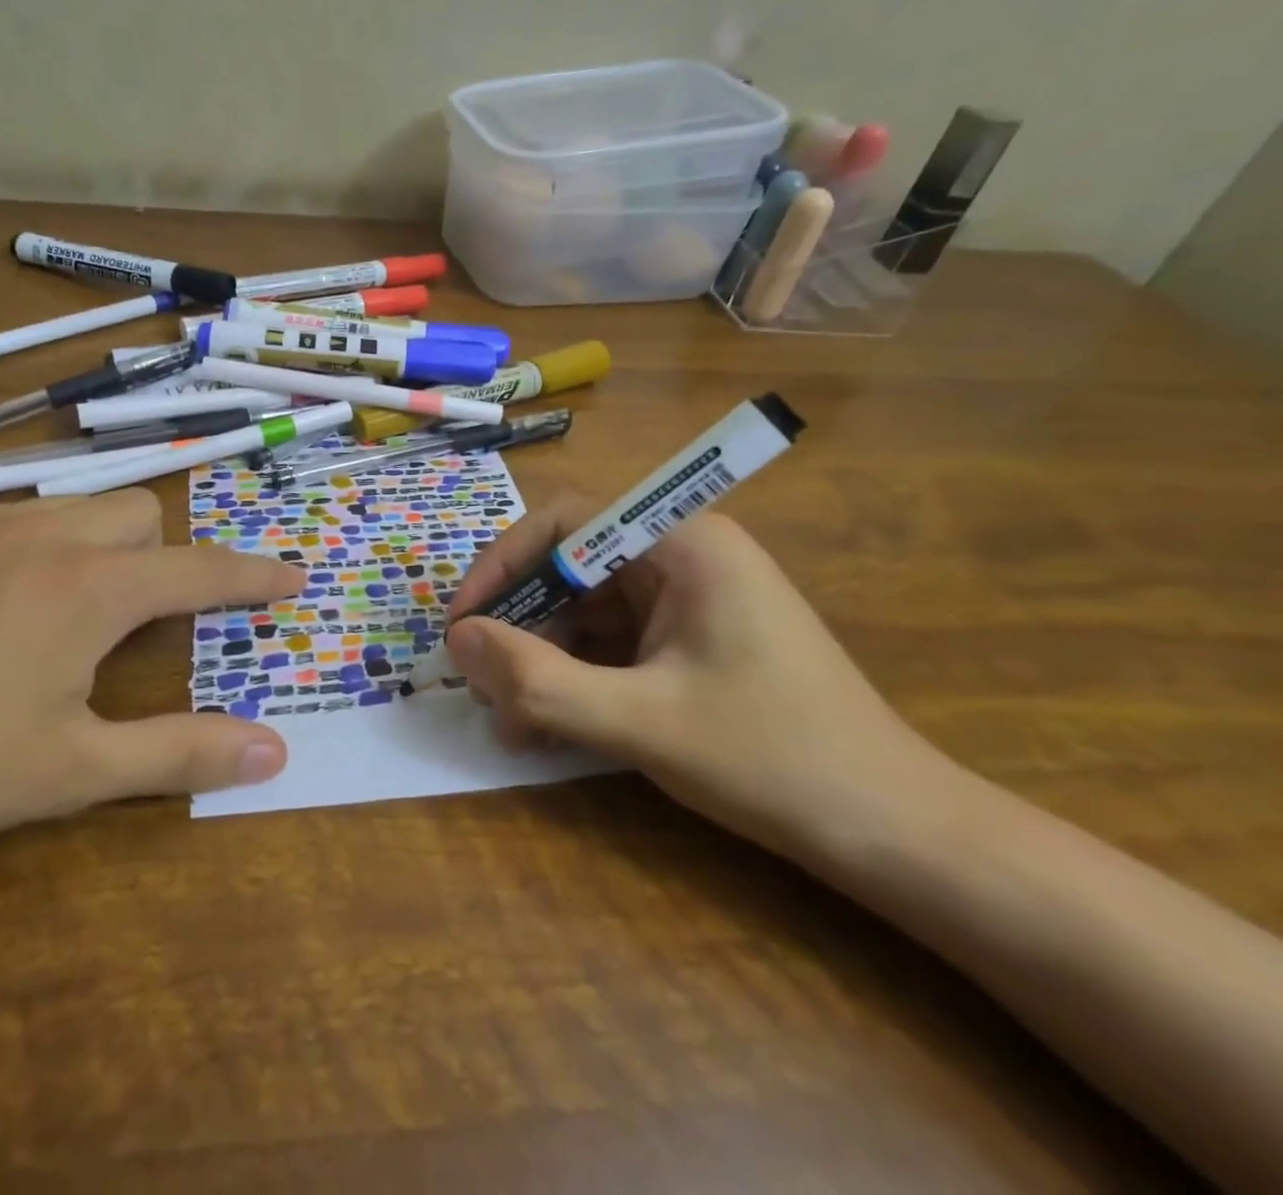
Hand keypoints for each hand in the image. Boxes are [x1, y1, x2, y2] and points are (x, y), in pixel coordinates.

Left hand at [0, 491, 301, 873]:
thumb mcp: (72, 772)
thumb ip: (180, 753)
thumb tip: (273, 753)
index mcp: (91, 587)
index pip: (201, 569)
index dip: (253, 575)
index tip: (292, 576)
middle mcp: (43, 534)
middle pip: (140, 513)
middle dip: (164, 555)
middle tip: (146, 619)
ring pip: (75, 506)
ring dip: (102, 545)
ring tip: (73, 612)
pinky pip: (11, 518)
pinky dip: (38, 546)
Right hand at [443, 500, 961, 862]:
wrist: (898, 834)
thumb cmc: (773, 760)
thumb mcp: (639, 722)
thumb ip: (538, 680)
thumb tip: (457, 640)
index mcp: (682, 543)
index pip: (565, 522)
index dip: (502, 565)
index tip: (463, 623)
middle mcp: (684, 556)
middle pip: (571, 568)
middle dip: (519, 626)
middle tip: (481, 684)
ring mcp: (690, 600)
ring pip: (587, 611)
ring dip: (542, 660)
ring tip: (513, 723)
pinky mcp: (692, 640)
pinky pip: (613, 642)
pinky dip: (576, 677)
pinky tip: (551, 725)